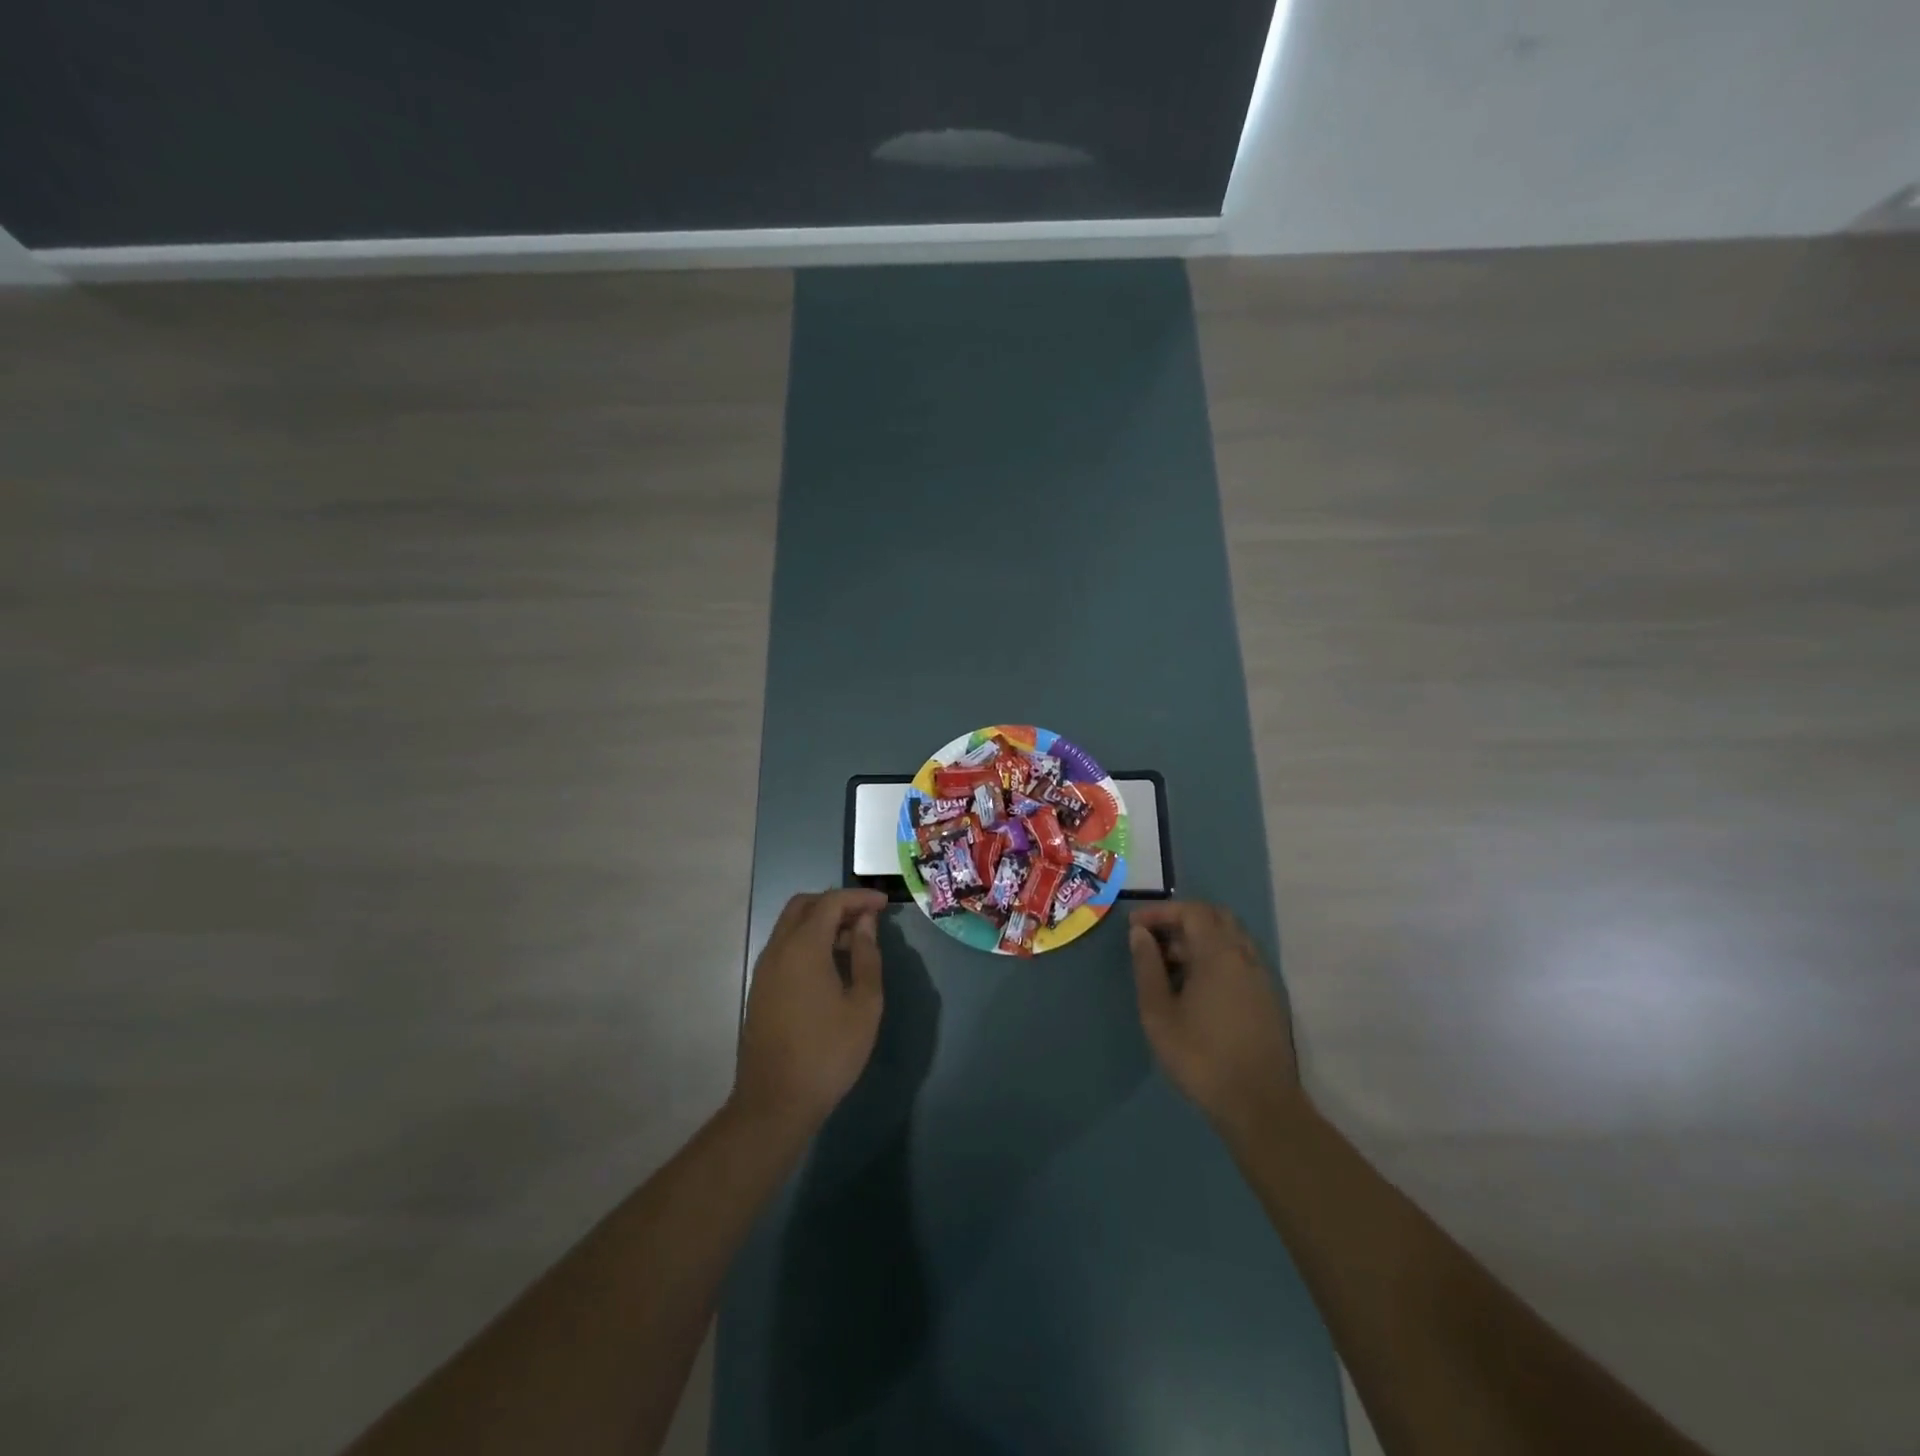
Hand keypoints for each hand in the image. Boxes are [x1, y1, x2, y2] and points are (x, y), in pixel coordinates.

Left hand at [730, 889, 885, 1134]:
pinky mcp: (760, 988)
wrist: (775, 1102)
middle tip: (867, 918)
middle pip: (804, 905)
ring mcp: (764, 969)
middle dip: (836, 903)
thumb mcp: (864, 1004)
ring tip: (853, 943)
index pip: (831, 902)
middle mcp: (778, 949)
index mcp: (803, 947)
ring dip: (821, 922)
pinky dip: (807, 941)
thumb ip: (866, 956)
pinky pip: (784, 947)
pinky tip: (830, 965)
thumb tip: (865, 923)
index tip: (885, 904)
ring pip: (790, 925)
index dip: (859, 897)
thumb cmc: (828, 1052)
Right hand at [1129, 901, 1304, 1134]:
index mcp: (1220, 954)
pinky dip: (1215, 958)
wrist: (1260, 1106)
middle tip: (1154, 939)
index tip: (1135, 926)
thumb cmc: (1201, 1056)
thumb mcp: (1159, 1013)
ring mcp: (1261, 978)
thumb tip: (1139, 934)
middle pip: (1216, 918)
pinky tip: (1194, 988)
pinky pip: (1239, 961)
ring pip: (1230, 939)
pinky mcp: (1268, 999)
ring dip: (1199, 940)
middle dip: (1182, 920)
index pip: (1192, 911)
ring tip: (1168, 966)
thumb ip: (1147, 967)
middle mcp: (1245, 957)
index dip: (1161, 911)